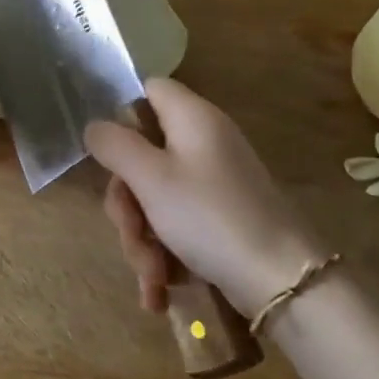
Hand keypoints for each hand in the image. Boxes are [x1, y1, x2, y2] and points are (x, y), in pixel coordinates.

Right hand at [85, 78, 332, 317]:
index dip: (122, 114)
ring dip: (142, 238)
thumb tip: (95, 127)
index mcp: (192, 119)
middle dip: (127, 202)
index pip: (149, 89)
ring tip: (152, 276)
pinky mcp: (219, 217)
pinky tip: (159, 289)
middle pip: (143, 154)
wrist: (283, 282)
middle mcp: (204, 143)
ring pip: (154, 197)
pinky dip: (163, 254)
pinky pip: (176, 224)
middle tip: (129, 231)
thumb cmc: (210, 217)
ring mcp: (213, 182)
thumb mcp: (151, 178)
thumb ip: (115, 146)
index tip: (107, 153)